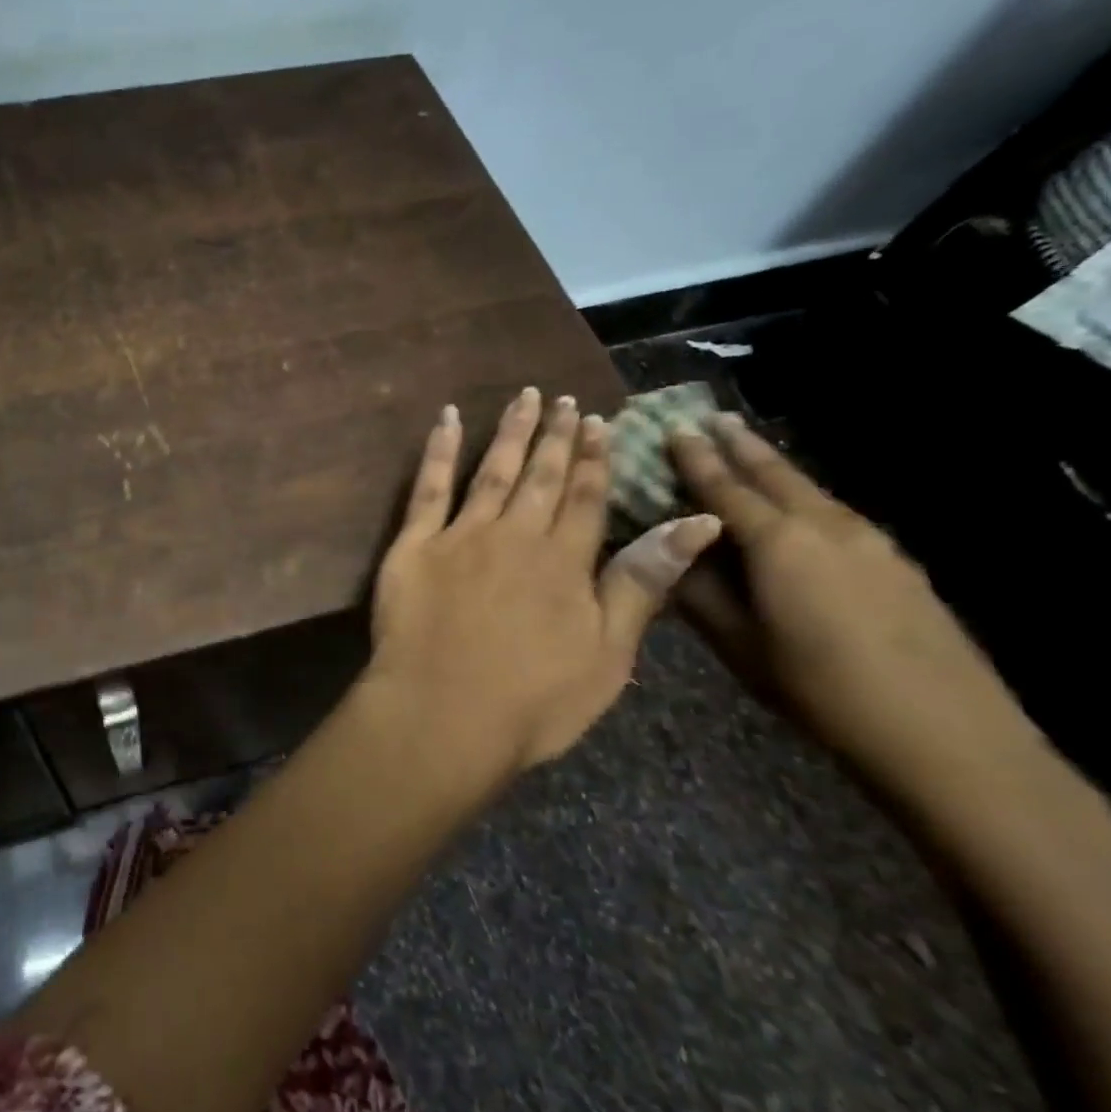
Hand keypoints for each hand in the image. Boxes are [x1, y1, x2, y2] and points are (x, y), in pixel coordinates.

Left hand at [363, 389, 721, 788]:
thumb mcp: (608, 654)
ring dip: (510, 432)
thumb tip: (697, 523)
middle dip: (555, 437)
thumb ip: (642, 583)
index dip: (595, 459)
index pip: (587, 498)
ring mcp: (461, 535)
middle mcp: (516, 535)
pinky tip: (447, 418)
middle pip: (541, 476)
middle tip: (563, 400)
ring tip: (524, 397)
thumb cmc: (532, 701)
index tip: (599, 422)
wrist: (442, 714)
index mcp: (565, 562)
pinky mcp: (413, 544)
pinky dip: (439, 449)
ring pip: (492, 471)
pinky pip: (427, 486)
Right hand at [669, 413, 1041, 793]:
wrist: (946, 735)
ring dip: (775, 467)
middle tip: (714, 418)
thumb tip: (668, 555)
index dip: (694, 458)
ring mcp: (871, 542)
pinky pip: (837, 513)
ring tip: (751, 450)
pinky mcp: (898, 564)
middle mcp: (825, 527)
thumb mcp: (738, 645)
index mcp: (778, 543)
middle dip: (741, 444)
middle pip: (776, 473)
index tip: (673, 428)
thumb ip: (699, 594)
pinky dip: (806, 497)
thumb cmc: (819, 689)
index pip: (723, 487)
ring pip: (811, 490)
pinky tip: (801, 508)